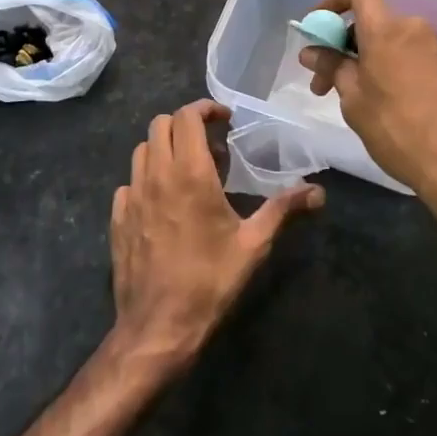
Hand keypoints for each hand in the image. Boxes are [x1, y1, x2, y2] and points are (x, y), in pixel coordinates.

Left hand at [109, 99, 323, 374]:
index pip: (186, 116)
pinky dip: (147, 178)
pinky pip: (130, 181)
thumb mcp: (253, 245)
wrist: (158, 326)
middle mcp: (156, 174)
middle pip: (161, 125)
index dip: (205, 108)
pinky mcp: (118, 217)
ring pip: (142, 150)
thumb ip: (283, 210)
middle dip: (185, 125)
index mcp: (189, 172)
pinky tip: (164, 203)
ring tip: (188, 171)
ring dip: (164, 149)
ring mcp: (132, 195)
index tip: (224, 119)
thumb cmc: (209, 281)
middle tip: (211, 147)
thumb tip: (318, 192)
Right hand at [299, 0, 436, 205]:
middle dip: (345, 45)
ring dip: (369, 59)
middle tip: (325, 80)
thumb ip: (331, 67)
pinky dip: (393, 68)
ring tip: (355, 97)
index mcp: (386, 30)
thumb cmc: (397, 129)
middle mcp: (415, 29)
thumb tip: (311, 52)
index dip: (334, 1)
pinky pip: (413, 56)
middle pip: (373, 21)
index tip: (317, 25)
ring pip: (393, 41)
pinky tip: (387, 102)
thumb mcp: (353, 100)